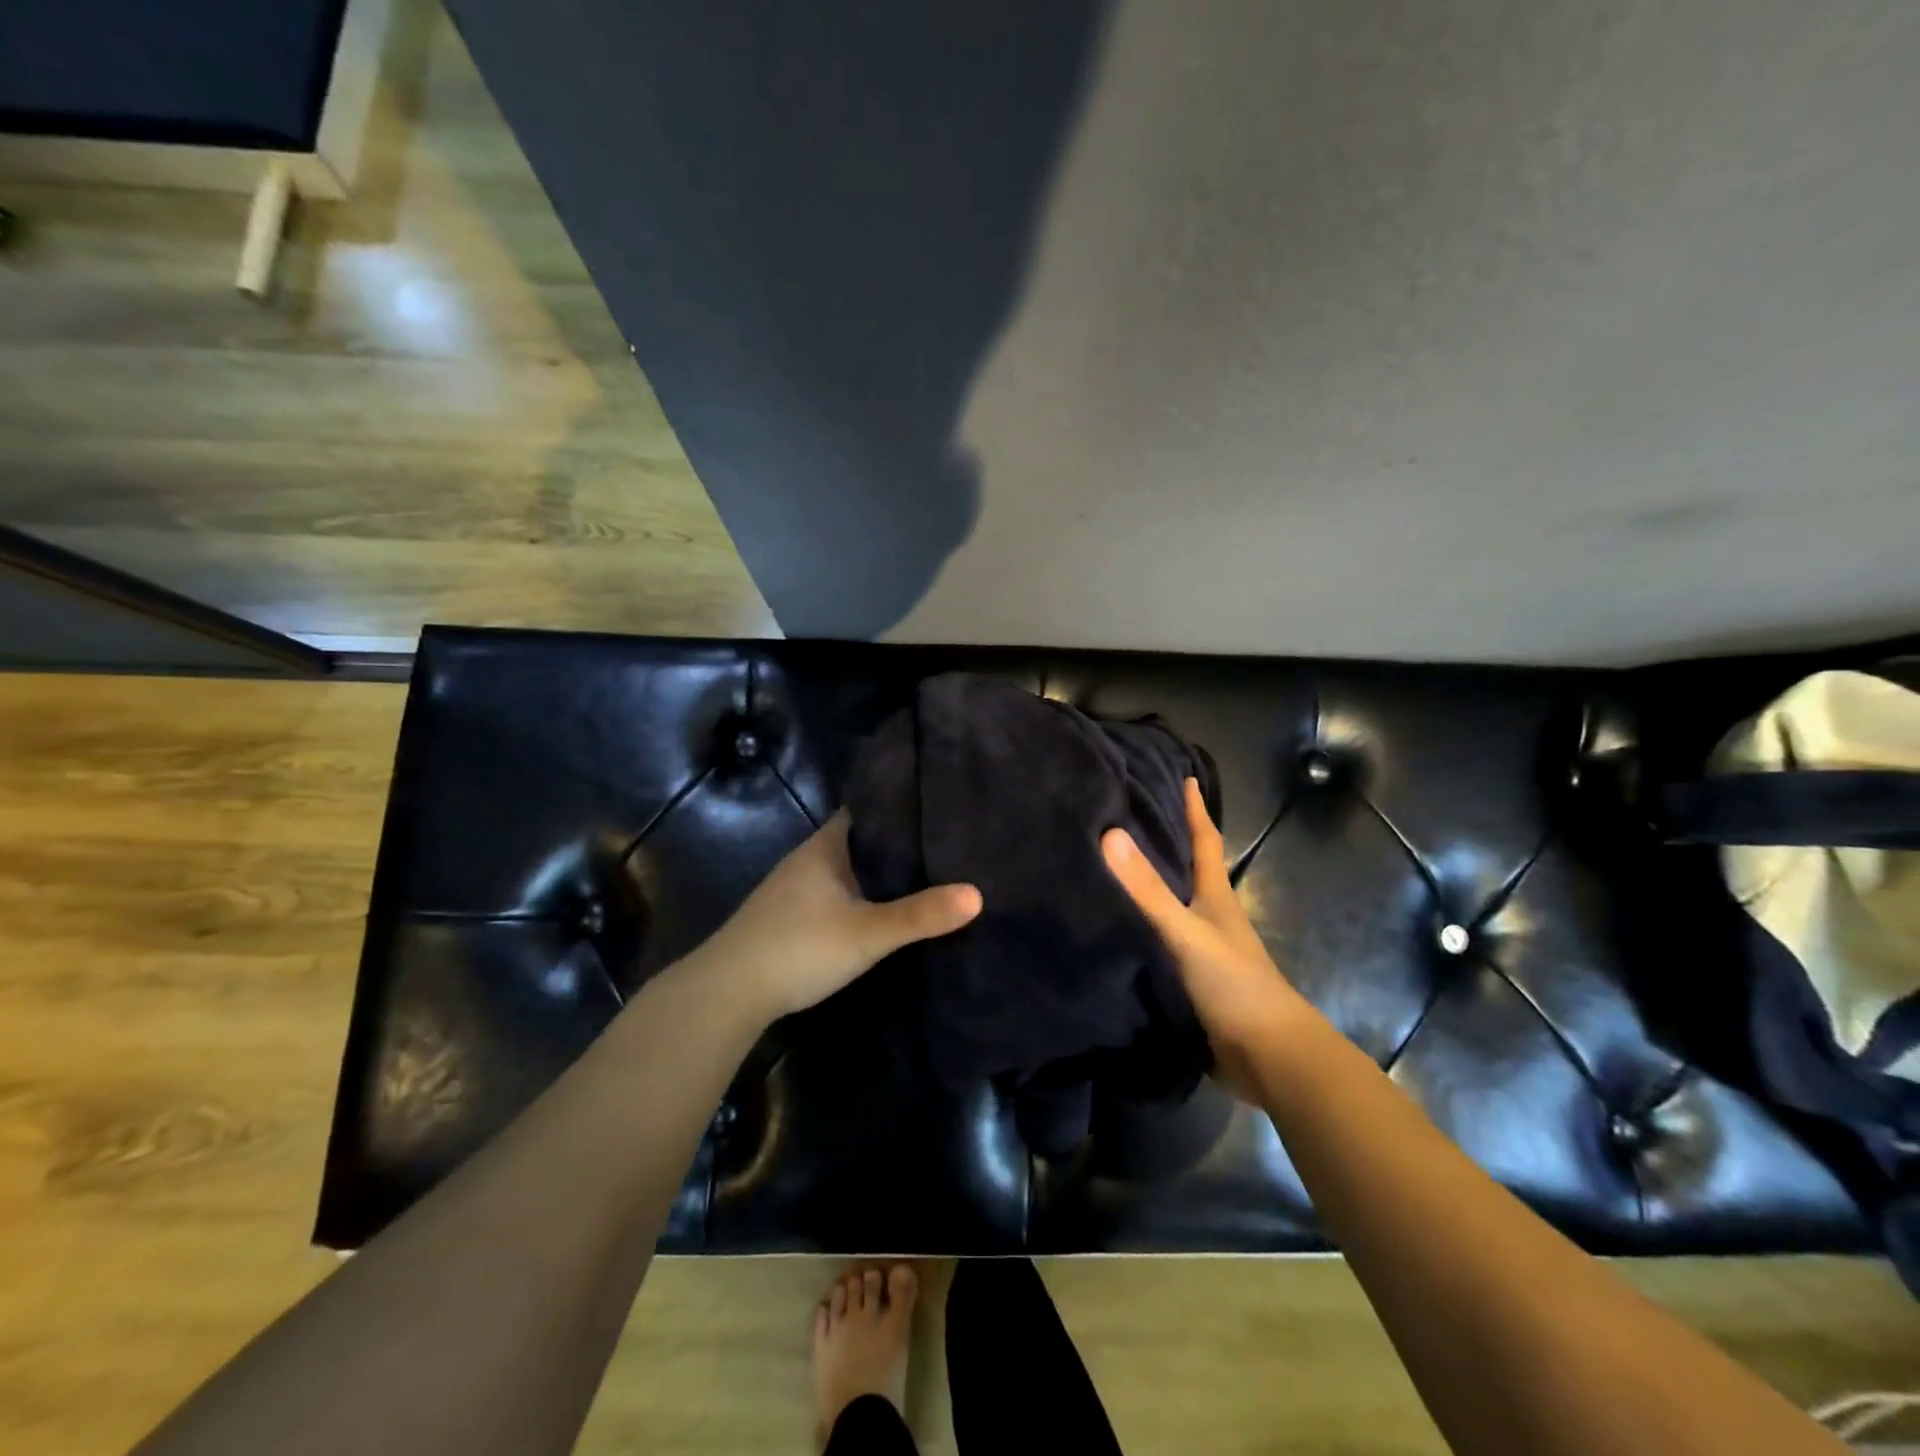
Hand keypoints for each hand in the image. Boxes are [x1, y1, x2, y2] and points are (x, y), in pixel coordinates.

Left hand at [696, 811, 981, 1023]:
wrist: (727, 993)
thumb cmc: (798, 947)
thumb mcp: (867, 932)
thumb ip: (920, 915)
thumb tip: (978, 894)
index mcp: (825, 845)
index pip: (867, 808)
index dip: (899, 803)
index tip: (938, 804)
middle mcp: (809, 858)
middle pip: (860, 838)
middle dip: (897, 839)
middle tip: (946, 839)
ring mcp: (795, 888)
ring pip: (847, 867)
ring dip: (878, 868)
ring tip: (926, 870)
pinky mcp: (790, 916)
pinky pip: (836, 891)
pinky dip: (861, 892)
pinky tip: (882, 907)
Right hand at [1102, 778, 1313, 1089]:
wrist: (1269, 1059)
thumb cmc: (1235, 985)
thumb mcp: (1187, 932)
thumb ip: (1148, 891)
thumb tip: (1110, 834)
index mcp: (1215, 895)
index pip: (1205, 839)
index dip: (1194, 808)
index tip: (1182, 775)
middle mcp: (1210, 916)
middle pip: (1187, 868)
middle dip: (1163, 840)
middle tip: (1124, 814)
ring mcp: (1203, 951)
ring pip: (1171, 906)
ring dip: (1148, 886)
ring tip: (1108, 866)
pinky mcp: (1191, 981)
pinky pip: (1159, 943)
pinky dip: (1140, 929)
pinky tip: (1112, 928)